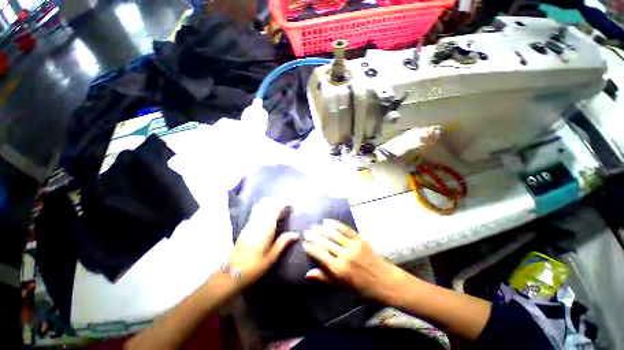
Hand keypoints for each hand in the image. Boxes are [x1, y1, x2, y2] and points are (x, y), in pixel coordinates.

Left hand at [230, 199, 298, 285]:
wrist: (233, 273)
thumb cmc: (255, 266)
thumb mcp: (272, 257)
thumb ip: (283, 242)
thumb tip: (296, 234)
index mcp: (265, 230)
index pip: (274, 211)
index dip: (282, 205)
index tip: (289, 204)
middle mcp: (257, 224)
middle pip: (266, 206)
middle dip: (276, 202)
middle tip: (285, 203)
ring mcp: (250, 224)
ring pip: (260, 207)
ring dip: (269, 203)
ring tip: (277, 204)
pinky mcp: (245, 227)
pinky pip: (255, 211)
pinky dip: (262, 207)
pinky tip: (266, 209)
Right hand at [303, 219, 401, 299]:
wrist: (386, 281)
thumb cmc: (363, 288)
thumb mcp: (342, 286)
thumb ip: (325, 278)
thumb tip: (308, 274)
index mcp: (339, 269)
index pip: (320, 255)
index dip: (311, 248)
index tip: (304, 242)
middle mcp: (345, 256)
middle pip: (326, 243)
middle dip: (315, 236)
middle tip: (307, 231)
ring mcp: (353, 246)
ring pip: (334, 234)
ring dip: (323, 229)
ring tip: (315, 225)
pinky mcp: (360, 239)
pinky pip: (346, 230)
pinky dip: (336, 224)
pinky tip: (328, 221)